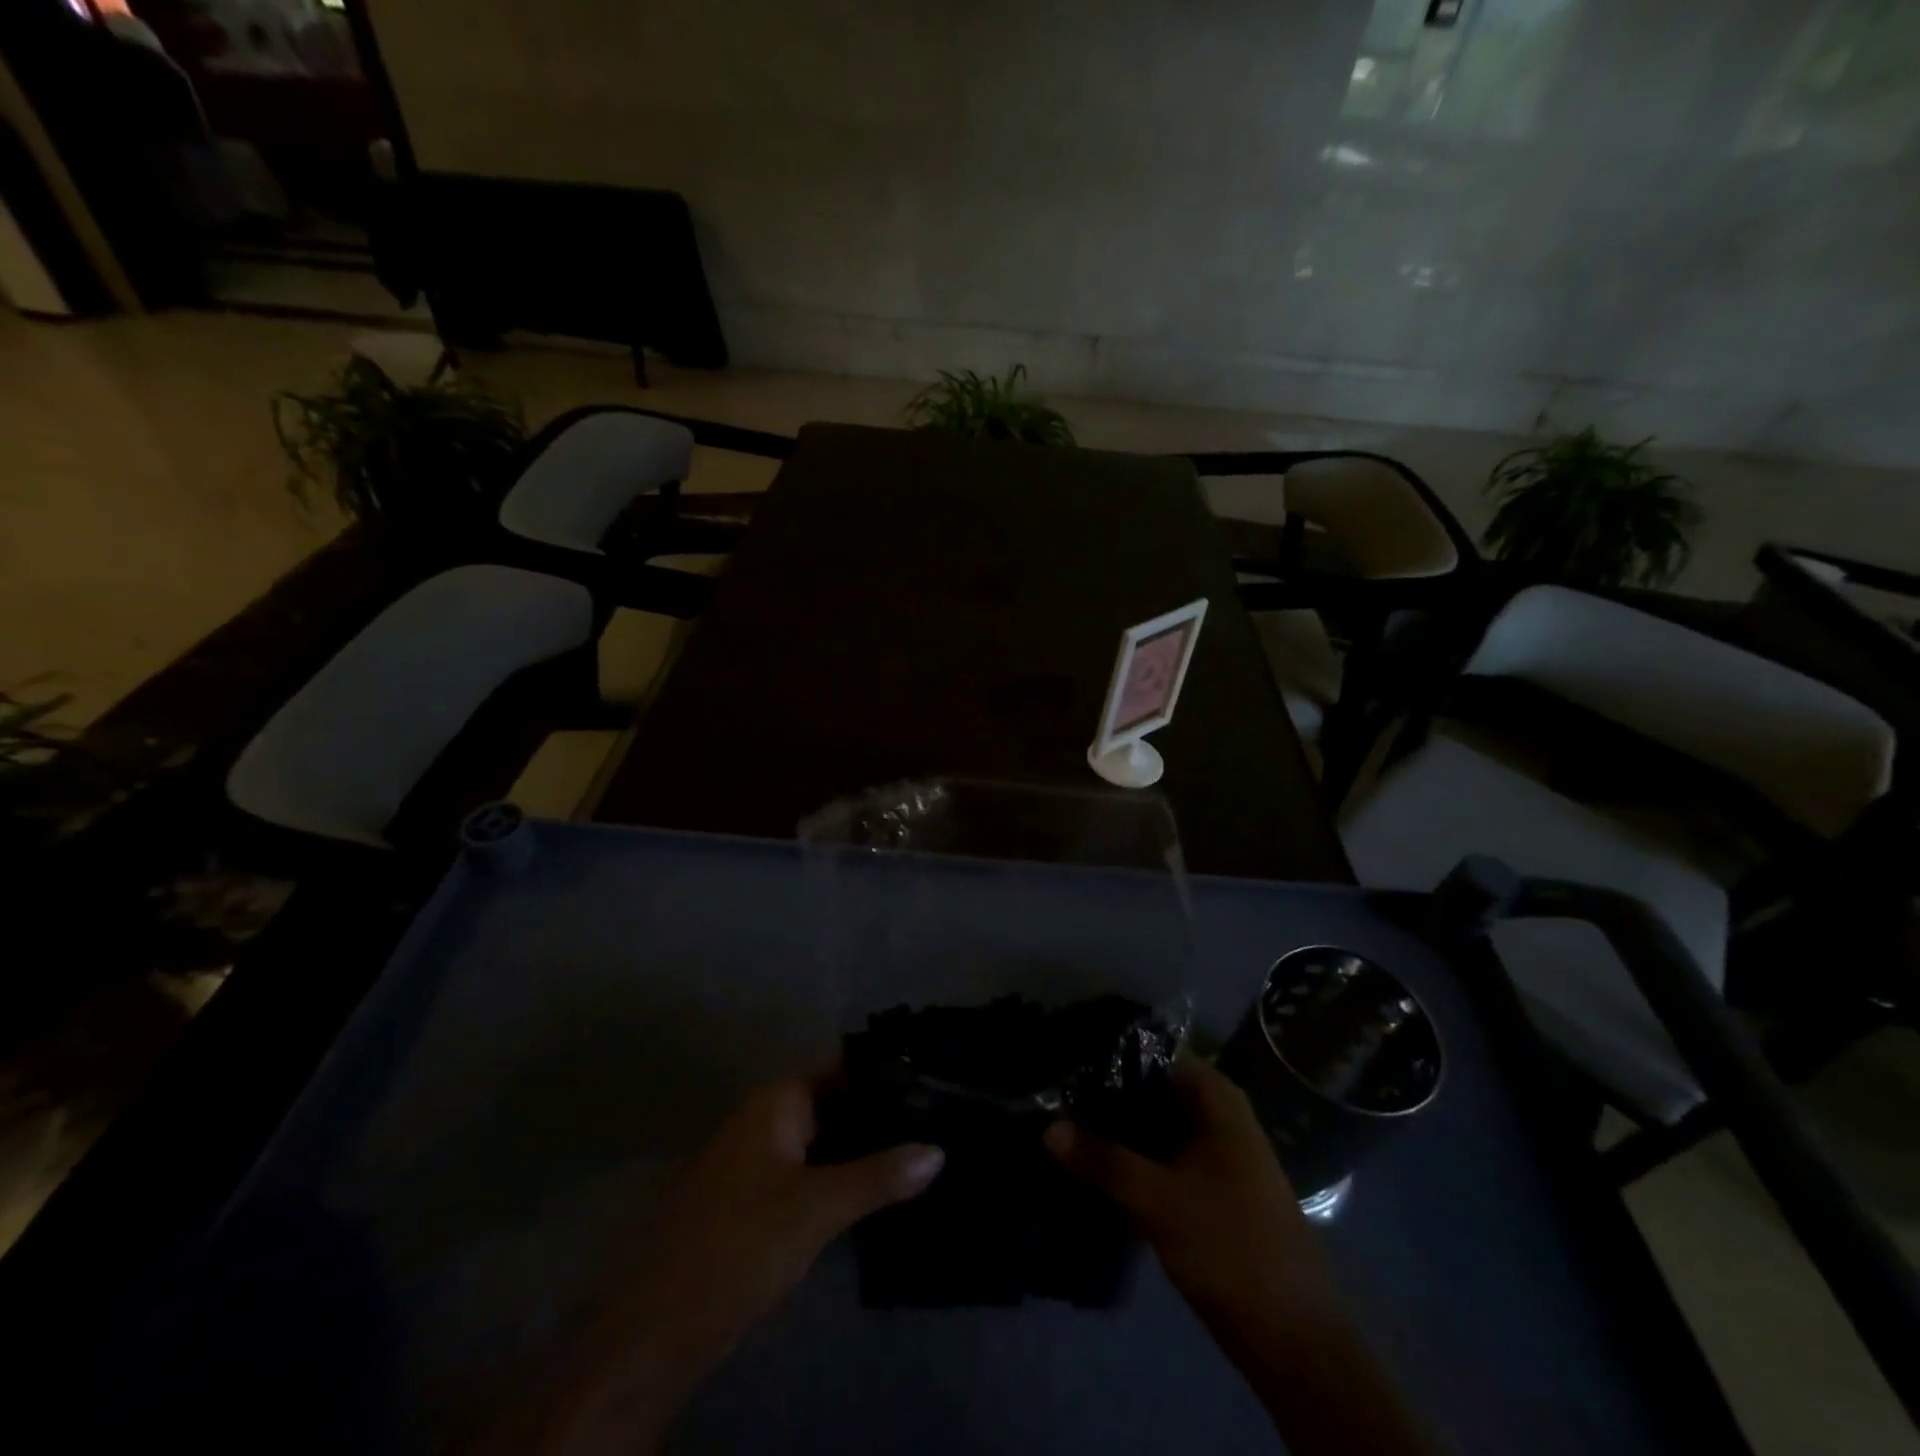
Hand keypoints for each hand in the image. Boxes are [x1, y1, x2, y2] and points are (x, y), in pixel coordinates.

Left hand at [513, 1075, 942, 1454]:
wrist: (661, 1327)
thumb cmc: (739, 1244)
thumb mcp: (817, 1208)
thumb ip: (879, 1176)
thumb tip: (938, 1149)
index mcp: (777, 1101)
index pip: (842, 1065)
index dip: (886, 1070)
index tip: (935, 1076)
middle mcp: (768, 1117)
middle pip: (836, 1099)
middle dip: (881, 1110)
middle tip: (940, 1116)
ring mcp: (762, 1157)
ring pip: (826, 1136)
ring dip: (865, 1143)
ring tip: (924, 1146)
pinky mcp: (761, 1196)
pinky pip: (813, 1167)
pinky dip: (844, 1170)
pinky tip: (881, 1185)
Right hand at [1047, 1056, 1433, 1455]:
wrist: (1295, 1340)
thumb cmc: (1232, 1248)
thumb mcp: (1159, 1201)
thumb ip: (1103, 1160)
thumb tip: (1047, 1128)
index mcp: (1216, 1099)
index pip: (1154, 1052)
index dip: (1109, 1052)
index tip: (1066, 1058)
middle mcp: (1216, 1115)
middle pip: (1150, 1088)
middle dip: (1105, 1093)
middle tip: (1052, 1094)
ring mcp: (1213, 1153)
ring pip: (1152, 1125)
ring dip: (1114, 1128)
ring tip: (1060, 1123)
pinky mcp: (1206, 1188)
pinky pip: (1159, 1156)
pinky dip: (1129, 1157)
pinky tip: (1090, 1164)